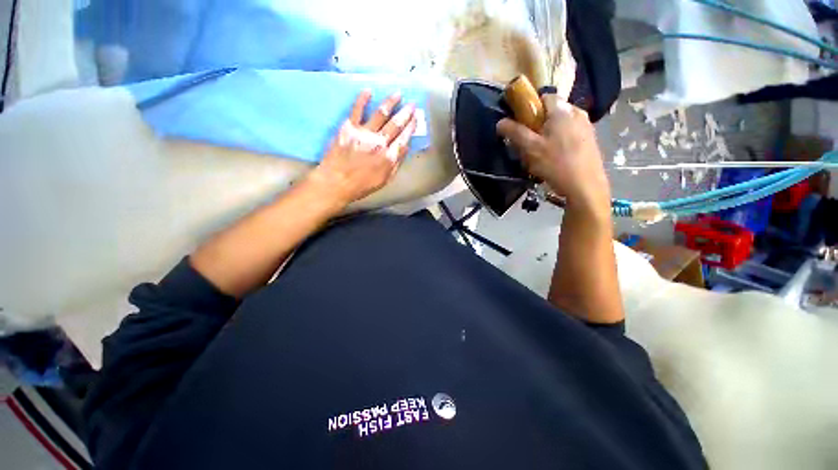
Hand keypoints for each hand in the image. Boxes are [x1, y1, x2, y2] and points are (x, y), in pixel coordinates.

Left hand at [309, 90, 417, 207]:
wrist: (336, 182)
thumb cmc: (362, 185)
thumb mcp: (385, 179)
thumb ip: (396, 163)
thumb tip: (404, 148)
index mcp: (389, 157)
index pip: (404, 138)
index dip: (411, 127)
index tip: (416, 118)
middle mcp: (379, 142)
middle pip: (395, 124)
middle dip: (406, 113)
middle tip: (412, 103)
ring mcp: (364, 133)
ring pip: (381, 114)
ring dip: (391, 102)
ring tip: (398, 93)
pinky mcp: (348, 127)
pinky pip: (357, 110)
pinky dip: (363, 99)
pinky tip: (368, 90)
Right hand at [496, 96, 610, 215]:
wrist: (585, 187)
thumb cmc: (556, 164)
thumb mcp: (530, 148)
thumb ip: (515, 133)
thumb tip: (500, 122)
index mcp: (563, 110)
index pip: (543, 97)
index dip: (528, 108)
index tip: (519, 124)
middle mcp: (577, 112)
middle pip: (551, 112)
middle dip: (536, 125)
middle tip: (527, 144)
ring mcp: (586, 126)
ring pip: (559, 124)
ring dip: (546, 135)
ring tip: (539, 154)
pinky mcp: (590, 140)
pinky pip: (568, 134)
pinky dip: (558, 142)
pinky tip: (553, 159)